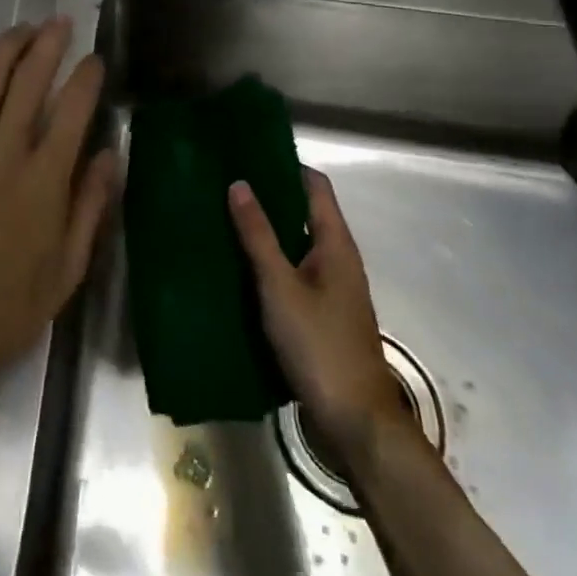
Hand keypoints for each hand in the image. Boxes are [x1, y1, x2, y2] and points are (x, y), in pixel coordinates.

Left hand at [0, 17, 118, 448]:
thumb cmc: (5, 312)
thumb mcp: (66, 272)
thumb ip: (89, 208)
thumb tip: (108, 157)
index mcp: (44, 180)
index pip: (73, 110)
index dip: (87, 77)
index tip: (96, 59)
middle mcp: (4, 153)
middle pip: (28, 81)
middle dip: (47, 44)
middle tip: (59, 22)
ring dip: (6, 49)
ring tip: (22, 28)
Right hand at [229, 169, 417, 465]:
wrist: (354, 421)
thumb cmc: (319, 345)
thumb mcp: (280, 287)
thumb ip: (258, 236)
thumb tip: (239, 183)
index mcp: (336, 244)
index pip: (315, 186)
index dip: (285, 165)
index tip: (247, 154)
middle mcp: (338, 259)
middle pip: (305, 213)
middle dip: (269, 197)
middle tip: (224, 186)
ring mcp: (331, 289)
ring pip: (296, 245)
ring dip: (266, 232)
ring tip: (222, 220)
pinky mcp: (321, 314)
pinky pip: (292, 273)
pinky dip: (268, 263)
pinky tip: (238, 269)